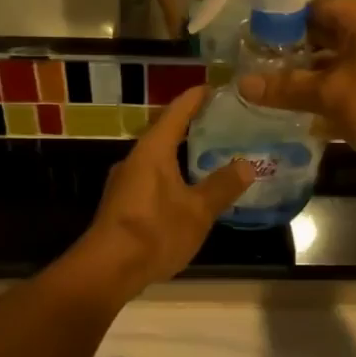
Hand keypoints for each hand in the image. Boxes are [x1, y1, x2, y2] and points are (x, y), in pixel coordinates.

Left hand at [76, 88, 254, 294]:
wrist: (108, 269)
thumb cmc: (155, 231)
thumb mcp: (198, 210)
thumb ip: (222, 186)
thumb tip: (247, 164)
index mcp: (153, 150)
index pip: (176, 112)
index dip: (196, 98)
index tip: (215, 87)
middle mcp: (135, 159)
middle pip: (165, 133)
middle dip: (191, 126)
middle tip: (222, 122)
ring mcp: (125, 182)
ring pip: (158, 158)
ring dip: (181, 154)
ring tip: (210, 154)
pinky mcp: (123, 204)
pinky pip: (152, 178)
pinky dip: (173, 174)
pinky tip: (188, 189)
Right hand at [236, 0, 355, 177]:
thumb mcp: (331, 95)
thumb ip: (287, 87)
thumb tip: (243, 83)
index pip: (314, 6)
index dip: (282, 21)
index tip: (253, 42)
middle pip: (323, 34)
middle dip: (291, 53)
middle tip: (256, 70)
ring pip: (335, 63)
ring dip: (308, 78)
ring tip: (270, 94)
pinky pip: (350, 85)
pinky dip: (328, 96)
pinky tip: (302, 116)